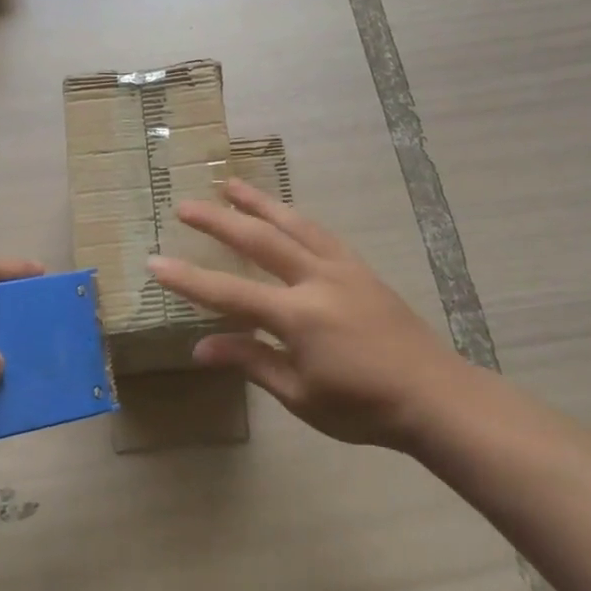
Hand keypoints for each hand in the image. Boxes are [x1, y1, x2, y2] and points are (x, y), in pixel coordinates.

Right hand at [148, 180, 492, 449]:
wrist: (435, 396)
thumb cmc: (363, 407)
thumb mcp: (300, 395)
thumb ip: (251, 362)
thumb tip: (200, 348)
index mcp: (298, 316)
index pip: (230, 293)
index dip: (189, 279)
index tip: (155, 262)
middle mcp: (316, 280)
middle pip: (259, 241)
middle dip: (219, 220)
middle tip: (186, 203)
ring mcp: (342, 269)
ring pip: (292, 224)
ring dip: (258, 203)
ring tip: (230, 184)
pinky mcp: (361, 269)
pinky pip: (321, 233)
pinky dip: (295, 217)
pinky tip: (284, 214)